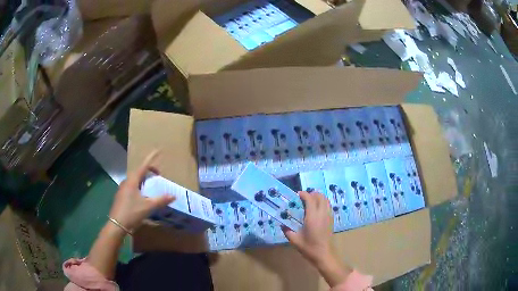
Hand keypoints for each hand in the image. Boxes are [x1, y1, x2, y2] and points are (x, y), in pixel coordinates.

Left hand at [109, 150, 175, 231]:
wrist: (117, 224)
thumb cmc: (132, 212)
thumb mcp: (148, 206)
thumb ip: (161, 200)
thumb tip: (173, 195)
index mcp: (132, 181)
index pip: (143, 166)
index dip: (151, 158)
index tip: (158, 150)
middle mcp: (126, 182)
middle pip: (138, 172)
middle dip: (148, 171)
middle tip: (158, 174)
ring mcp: (122, 189)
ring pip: (134, 180)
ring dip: (143, 179)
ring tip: (151, 185)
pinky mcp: (121, 196)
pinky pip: (131, 187)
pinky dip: (139, 187)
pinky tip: (142, 196)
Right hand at [282, 191, 333, 263]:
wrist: (323, 255)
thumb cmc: (309, 248)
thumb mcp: (294, 240)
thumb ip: (287, 231)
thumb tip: (282, 224)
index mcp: (312, 217)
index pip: (310, 199)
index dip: (304, 194)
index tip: (297, 195)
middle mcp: (322, 214)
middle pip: (320, 196)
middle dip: (312, 194)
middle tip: (303, 198)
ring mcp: (328, 216)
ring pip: (326, 200)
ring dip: (318, 197)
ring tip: (310, 202)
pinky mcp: (331, 220)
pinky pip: (328, 206)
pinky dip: (323, 203)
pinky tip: (316, 210)